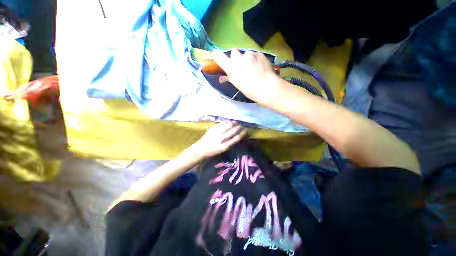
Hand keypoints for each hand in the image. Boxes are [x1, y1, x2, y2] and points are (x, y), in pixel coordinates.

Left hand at [191, 121, 246, 158]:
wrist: (201, 149)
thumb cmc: (213, 151)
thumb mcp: (223, 150)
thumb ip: (231, 143)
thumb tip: (238, 135)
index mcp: (225, 146)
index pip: (237, 137)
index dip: (243, 133)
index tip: (246, 131)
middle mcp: (222, 138)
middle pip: (234, 130)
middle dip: (240, 127)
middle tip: (242, 126)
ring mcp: (217, 132)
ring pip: (229, 125)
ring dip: (235, 123)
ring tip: (237, 123)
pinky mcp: (213, 128)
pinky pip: (223, 123)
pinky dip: (228, 122)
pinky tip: (230, 122)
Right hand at [213, 49, 280, 105]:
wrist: (266, 87)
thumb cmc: (248, 89)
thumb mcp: (236, 84)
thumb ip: (228, 78)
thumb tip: (222, 78)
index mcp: (230, 66)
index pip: (217, 55)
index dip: (218, 56)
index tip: (220, 60)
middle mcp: (238, 57)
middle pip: (233, 53)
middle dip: (236, 58)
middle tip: (241, 67)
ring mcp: (249, 54)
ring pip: (246, 54)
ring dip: (247, 59)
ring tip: (253, 69)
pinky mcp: (259, 54)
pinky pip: (255, 55)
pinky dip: (256, 60)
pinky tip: (260, 67)